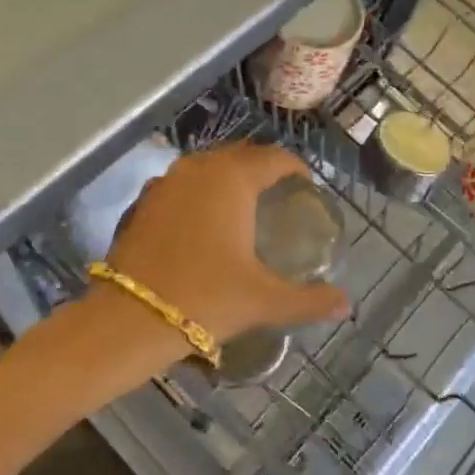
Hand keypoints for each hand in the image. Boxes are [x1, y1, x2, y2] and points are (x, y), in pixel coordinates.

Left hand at [102, 145, 350, 363]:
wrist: (129, 318)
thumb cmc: (206, 299)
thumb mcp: (263, 300)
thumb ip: (309, 300)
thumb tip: (345, 304)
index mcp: (233, 179)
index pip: (275, 158)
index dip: (296, 169)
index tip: (306, 189)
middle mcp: (199, 168)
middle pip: (240, 156)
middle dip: (263, 171)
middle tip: (280, 198)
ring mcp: (166, 181)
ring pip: (207, 167)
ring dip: (229, 179)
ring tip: (244, 208)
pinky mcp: (143, 201)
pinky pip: (182, 184)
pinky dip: (199, 193)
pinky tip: (204, 223)